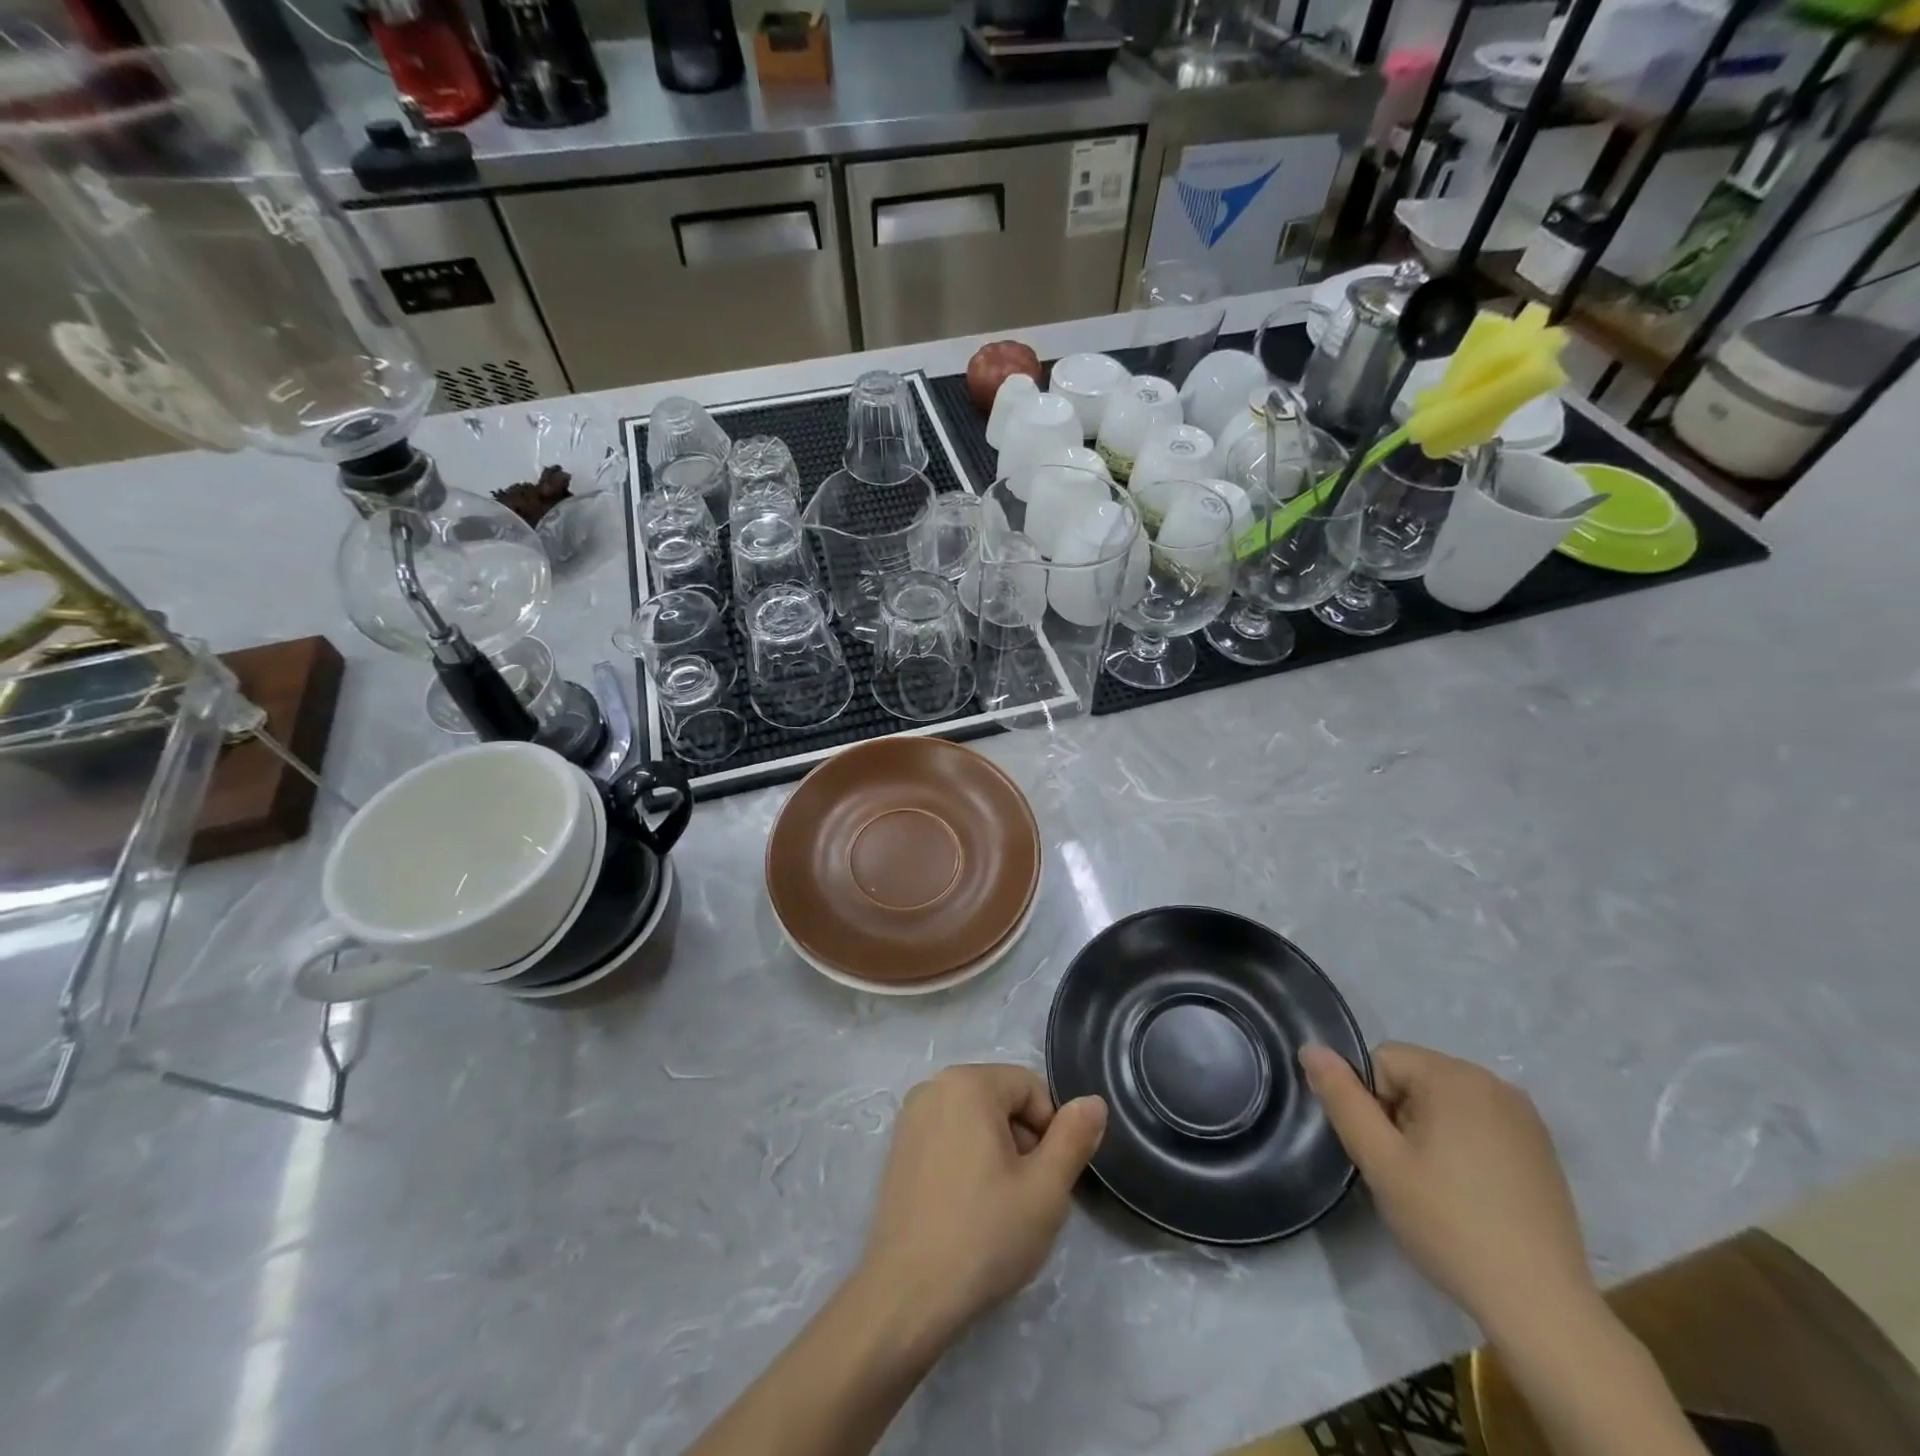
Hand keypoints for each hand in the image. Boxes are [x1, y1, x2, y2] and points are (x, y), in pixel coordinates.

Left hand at [860, 1064, 1106, 1343]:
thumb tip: (1093, 1101)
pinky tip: (969, 1207)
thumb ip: (1073, 1138)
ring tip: (998, 1206)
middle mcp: (933, 1086)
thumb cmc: (984, 1235)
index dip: (1050, 1130)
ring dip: (998, 1153)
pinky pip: (949, 1136)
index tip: (1047, 1178)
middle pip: (1001, 1099)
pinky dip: (968, 1160)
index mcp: (967, 1083)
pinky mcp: (899, 1148)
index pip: (1030, 1087)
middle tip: (1026, 1195)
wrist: (907, 1295)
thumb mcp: (1045, 1189)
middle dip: (1023, 1140)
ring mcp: (910, 1117)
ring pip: (976, 1120)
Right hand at [1301, 1042, 1596, 1338]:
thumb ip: (1342, 1098)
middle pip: (1415, 1078)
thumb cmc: (1449, 1224)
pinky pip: (1478, 1124)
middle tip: (1406, 1174)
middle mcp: (1495, 1083)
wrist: (1542, 1306)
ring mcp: (1525, 1117)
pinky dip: (1462, 1146)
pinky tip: (1470, 1194)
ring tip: (1436, 1187)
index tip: (1386, 1154)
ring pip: (1444, 1102)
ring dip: (1428, 1132)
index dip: (1371, 1104)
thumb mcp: (1379, 1160)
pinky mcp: (1540, 1149)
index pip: (1382, 1061)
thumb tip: (1311, 1048)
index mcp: (1455, 1077)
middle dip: (1399, 1116)